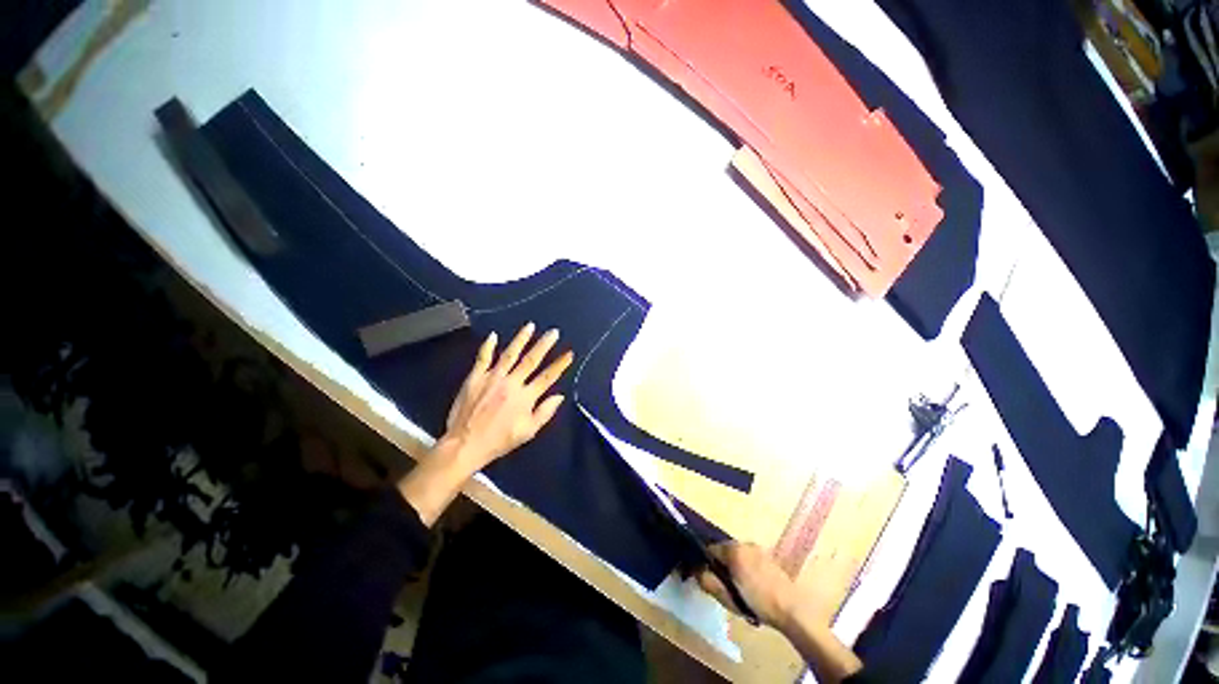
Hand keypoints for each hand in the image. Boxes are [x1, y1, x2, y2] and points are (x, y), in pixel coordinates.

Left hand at [443, 323, 573, 468]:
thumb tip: (559, 396)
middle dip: (544, 345)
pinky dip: (488, 346)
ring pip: (510, 354)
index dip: (560, 364)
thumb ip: (545, 413)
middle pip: (531, 360)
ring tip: (530, 326)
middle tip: (554, 332)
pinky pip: (483, 358)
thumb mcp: (527, 432)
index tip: (569, 353)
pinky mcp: (475, 377)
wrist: (465, 444)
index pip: (548, 377)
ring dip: (521, 339)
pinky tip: (493, 335)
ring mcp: (492, 378)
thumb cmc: (499, 440)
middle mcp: (511, 383)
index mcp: (525, 397)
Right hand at [698, 542, 863, 681]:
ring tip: (740, 589)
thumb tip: (697, 572)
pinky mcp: (769, 558)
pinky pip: (750, 559)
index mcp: (733, 550)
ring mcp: (759, 549)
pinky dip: (747, 569)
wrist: (793, 609)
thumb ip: (709, 583)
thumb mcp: (728, 597)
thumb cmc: (758, 603)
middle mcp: (745, 543)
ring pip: (738, 555)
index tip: (709, 579)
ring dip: (735, 567)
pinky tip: (753, 587)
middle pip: (725, 551)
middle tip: (725, 587)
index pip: (710, 549)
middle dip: (722, 565)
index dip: (706, 564)